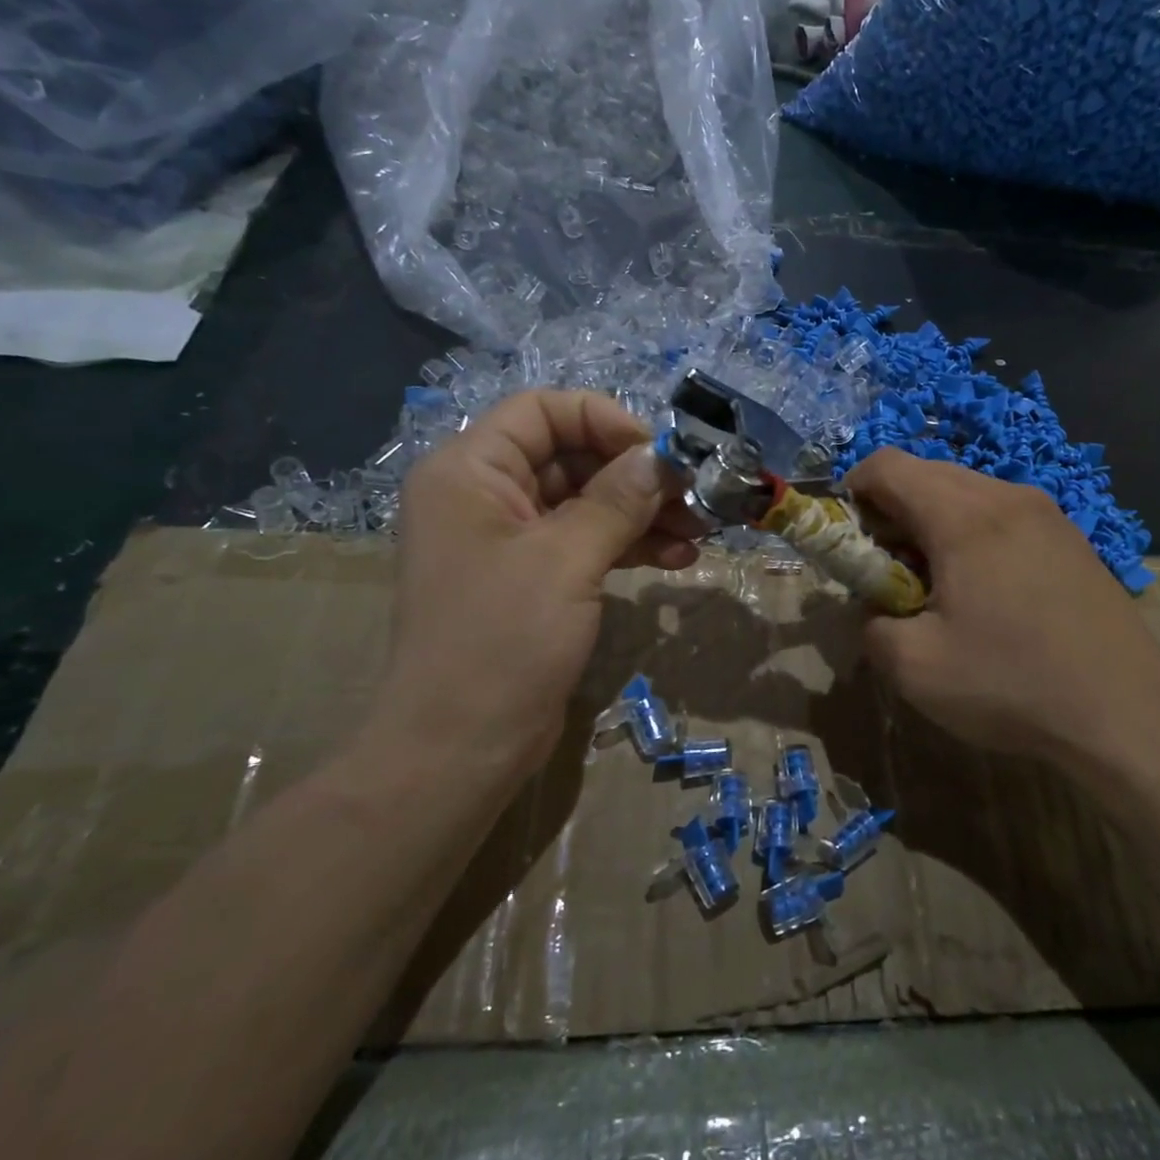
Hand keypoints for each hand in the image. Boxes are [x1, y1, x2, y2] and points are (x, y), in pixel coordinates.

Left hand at [377, 390, 703, 771]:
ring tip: (699, 532)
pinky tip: (678, 559)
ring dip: (642, 513)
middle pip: (571, 457)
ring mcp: (509, 540)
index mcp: (470, 471)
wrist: (460, 748)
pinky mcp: (532, 579)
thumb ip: (617, 500)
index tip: (659, 453)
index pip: (542, 411)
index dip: (604, 420)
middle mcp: (486, 495)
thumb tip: (660, 457)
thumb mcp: (565, 560)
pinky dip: (629, 546)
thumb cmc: (502, 641)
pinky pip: (585, 543)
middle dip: (636, 476)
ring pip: (586, 503)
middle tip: (694, 497)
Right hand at [846, 449, 1159, 789]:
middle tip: (887, 570)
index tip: (848, 540)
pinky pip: (1001, 513)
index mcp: (964, 515)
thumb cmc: (1013, 684)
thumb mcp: (914, 667)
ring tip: (936, 584)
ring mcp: (1047, 513)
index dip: (852, 491)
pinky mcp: (1070, 537)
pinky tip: (984, 590)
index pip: (887, 465)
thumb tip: (877, 609)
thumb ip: (872, 626)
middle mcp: (1006, 496)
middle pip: (926, 473)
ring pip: (966, 491)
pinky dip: (971, 533)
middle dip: (890, 511)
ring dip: (931, 522)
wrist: (1129, 713)